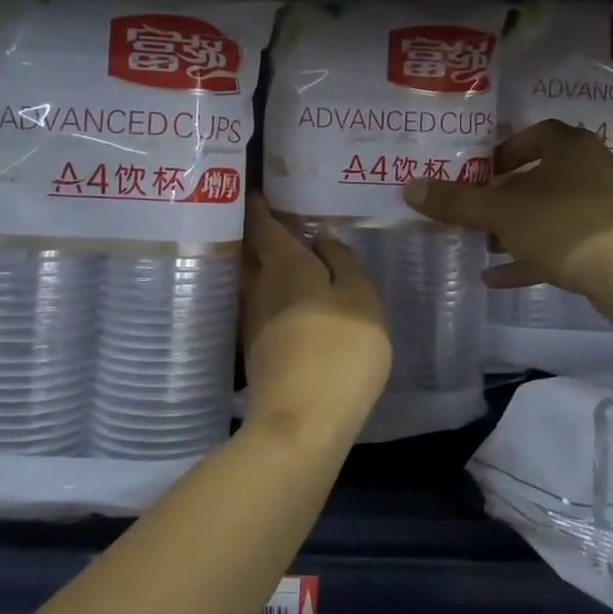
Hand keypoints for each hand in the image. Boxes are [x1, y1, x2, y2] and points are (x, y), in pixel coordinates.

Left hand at [241, 193, 391, 442]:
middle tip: (271, 223)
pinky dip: (271, 299)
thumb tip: (322, 240)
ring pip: (254, 285)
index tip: (255, 193)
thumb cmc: (341, 347)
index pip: (263, 227)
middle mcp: (260, 289)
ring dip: (263, 270)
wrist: (304, 420)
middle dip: (256, 237)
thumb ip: (344, 264)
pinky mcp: (257, 354)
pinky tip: (289, 305)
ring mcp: (254, 324)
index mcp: (285, 266)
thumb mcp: (360, 297)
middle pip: (251, 255)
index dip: (259, 208)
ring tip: (284, 261)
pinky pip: (262, 311)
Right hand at [402, 120, 612, 295]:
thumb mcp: (502, 213)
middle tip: (478, 213)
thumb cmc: (564, 225)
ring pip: (554, 214)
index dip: (505, 151)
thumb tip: (409, 188)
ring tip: (486, 247)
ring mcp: (607, 208)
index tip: (482, 173)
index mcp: (572, 148)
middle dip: (506, 198)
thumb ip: (457, 202)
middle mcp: (594, 170)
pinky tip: (498, 279)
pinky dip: (534, 257)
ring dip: (519, 229)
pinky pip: (566, 244)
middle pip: (542, 178)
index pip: (536, 135)